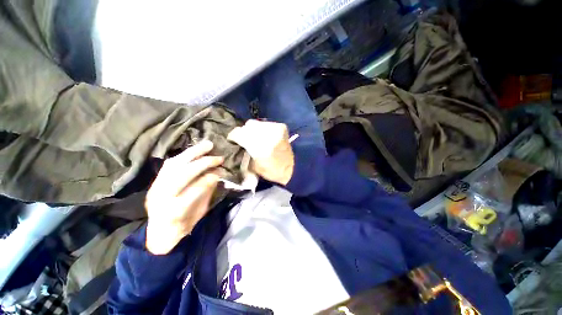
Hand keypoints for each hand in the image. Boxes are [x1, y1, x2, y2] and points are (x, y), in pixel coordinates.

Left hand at [144, 140, 222, 254]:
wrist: (159, 231)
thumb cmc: (183, 225)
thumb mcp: (199, 213)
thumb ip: (206, 192)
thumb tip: (217, 173)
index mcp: (173, 212)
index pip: (193, 190)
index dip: (208, 179)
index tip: (221, 171)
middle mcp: (161, 197)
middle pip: (182, 174)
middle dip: (203, 163)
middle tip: (219, 157)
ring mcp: (155, 187)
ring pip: (173, 165)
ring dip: (192, 152)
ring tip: (208, 145)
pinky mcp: (155, 181)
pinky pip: (169, 164)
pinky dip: (183, 156)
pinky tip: (194, 151)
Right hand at [228, 120, 293, 184]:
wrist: (291, 168)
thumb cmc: (271, 171)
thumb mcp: (253, 166)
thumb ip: (243, 153)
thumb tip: (238, 144)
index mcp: (258, 146)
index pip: (239, 133)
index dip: (233, 136)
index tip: (232, 139)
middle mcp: (267, 134)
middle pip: (248, 126)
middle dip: (244, 132)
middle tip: (244, 139)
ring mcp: (275, 128)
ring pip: (257, 124)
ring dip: (253, 130)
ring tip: (255, 138)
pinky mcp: (281, 127)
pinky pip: (266, 124)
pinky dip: (263, 129)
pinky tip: (264, 136)